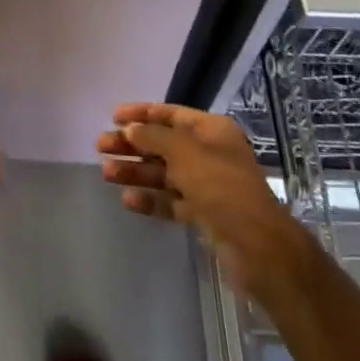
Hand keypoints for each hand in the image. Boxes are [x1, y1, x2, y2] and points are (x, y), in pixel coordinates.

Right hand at [98, 103, 305, 302]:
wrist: (258, 247)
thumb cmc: (222, 187)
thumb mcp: (185, 153)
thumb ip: (154, 137)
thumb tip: (131, 129)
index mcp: (211, 131)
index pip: (171, 114)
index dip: (142, 114)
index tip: (113, 117)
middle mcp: (209, 154)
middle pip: (163, 144)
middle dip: (132, 145)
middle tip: (101, 147)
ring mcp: (206, 185)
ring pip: (164, 173)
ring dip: (136, 172)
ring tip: (107, 174)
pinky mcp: (203, 214)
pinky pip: (171, 201)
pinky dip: (151, 199)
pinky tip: (128, 200)